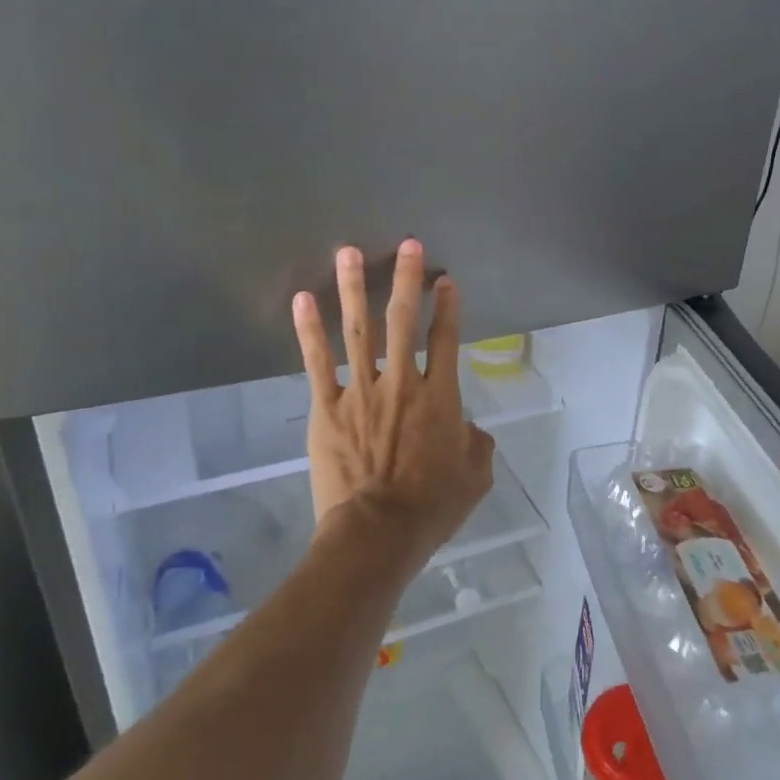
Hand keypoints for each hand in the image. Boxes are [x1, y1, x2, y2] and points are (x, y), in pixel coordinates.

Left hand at [292, 241, 494, 569]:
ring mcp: (361, 392)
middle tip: (406, 246)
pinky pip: (317, 362)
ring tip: (349, 253)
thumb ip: (477, 444)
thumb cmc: (431, 509)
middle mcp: (402, 383)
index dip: (448, 307)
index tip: (445, 280)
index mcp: (440, 398)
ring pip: (358, 330)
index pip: (446, 340)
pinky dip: (309, 330)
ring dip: (355, 288)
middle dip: (407, 280)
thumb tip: (469, 428)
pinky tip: (302, 300)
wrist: (377, 533)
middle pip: (404, 321)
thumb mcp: (475, 479)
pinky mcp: (327, 407)